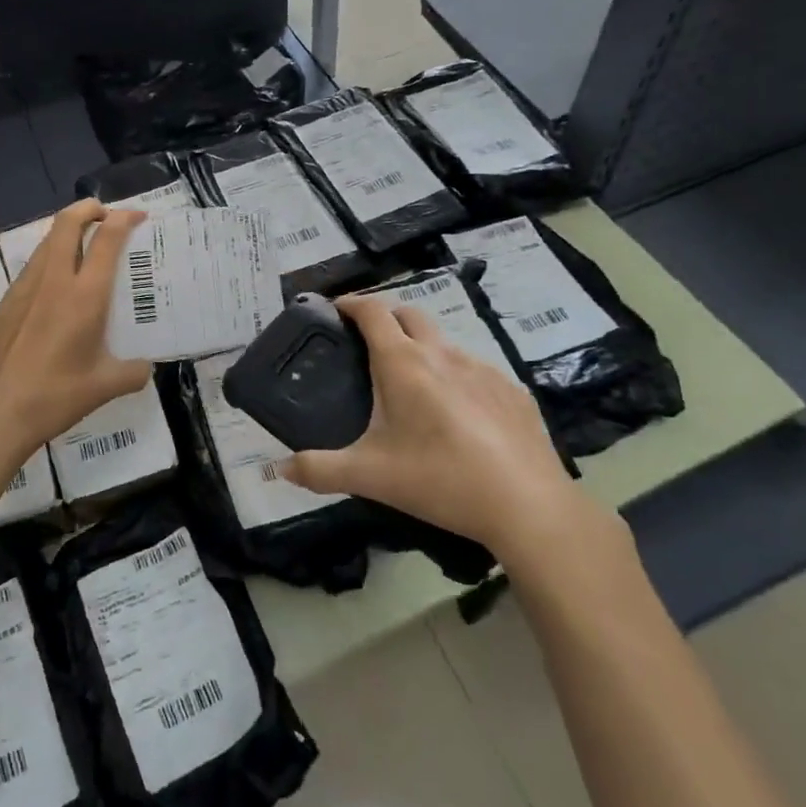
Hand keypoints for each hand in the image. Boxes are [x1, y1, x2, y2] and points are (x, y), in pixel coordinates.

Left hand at [0, 200, 151, 459]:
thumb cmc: (56, 397)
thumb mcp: (106, 387)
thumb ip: (133, 372)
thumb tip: (144, 367)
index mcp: (84, 296)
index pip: (106, 239)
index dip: (123, 219)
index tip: (136, 216)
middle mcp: (53, 281)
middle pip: (67, 223)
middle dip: (88, 209)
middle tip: (105, 215)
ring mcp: (24, 290)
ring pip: (46, 243)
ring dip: (67, 234)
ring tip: (84, 247)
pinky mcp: (4, 304)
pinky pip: (31, 269)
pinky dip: (49, 262)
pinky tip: (56, 290)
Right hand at [287, 295, 625, 582]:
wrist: (526, 504)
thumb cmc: (439, 479)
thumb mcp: (369, 476)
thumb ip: (319, 470)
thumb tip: (279, 468)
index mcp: (403, 364)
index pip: (372, 312)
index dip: (351, 303)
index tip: (336, 307)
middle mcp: (443, 354)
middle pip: (410, 315)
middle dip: (386, 318)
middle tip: (368, 342)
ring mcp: (483, 368)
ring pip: (445, 342)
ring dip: (423, 348)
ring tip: (413, 384)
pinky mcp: (512, 390)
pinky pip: (476, 371)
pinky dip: (457, 377)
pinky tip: (459, 414)